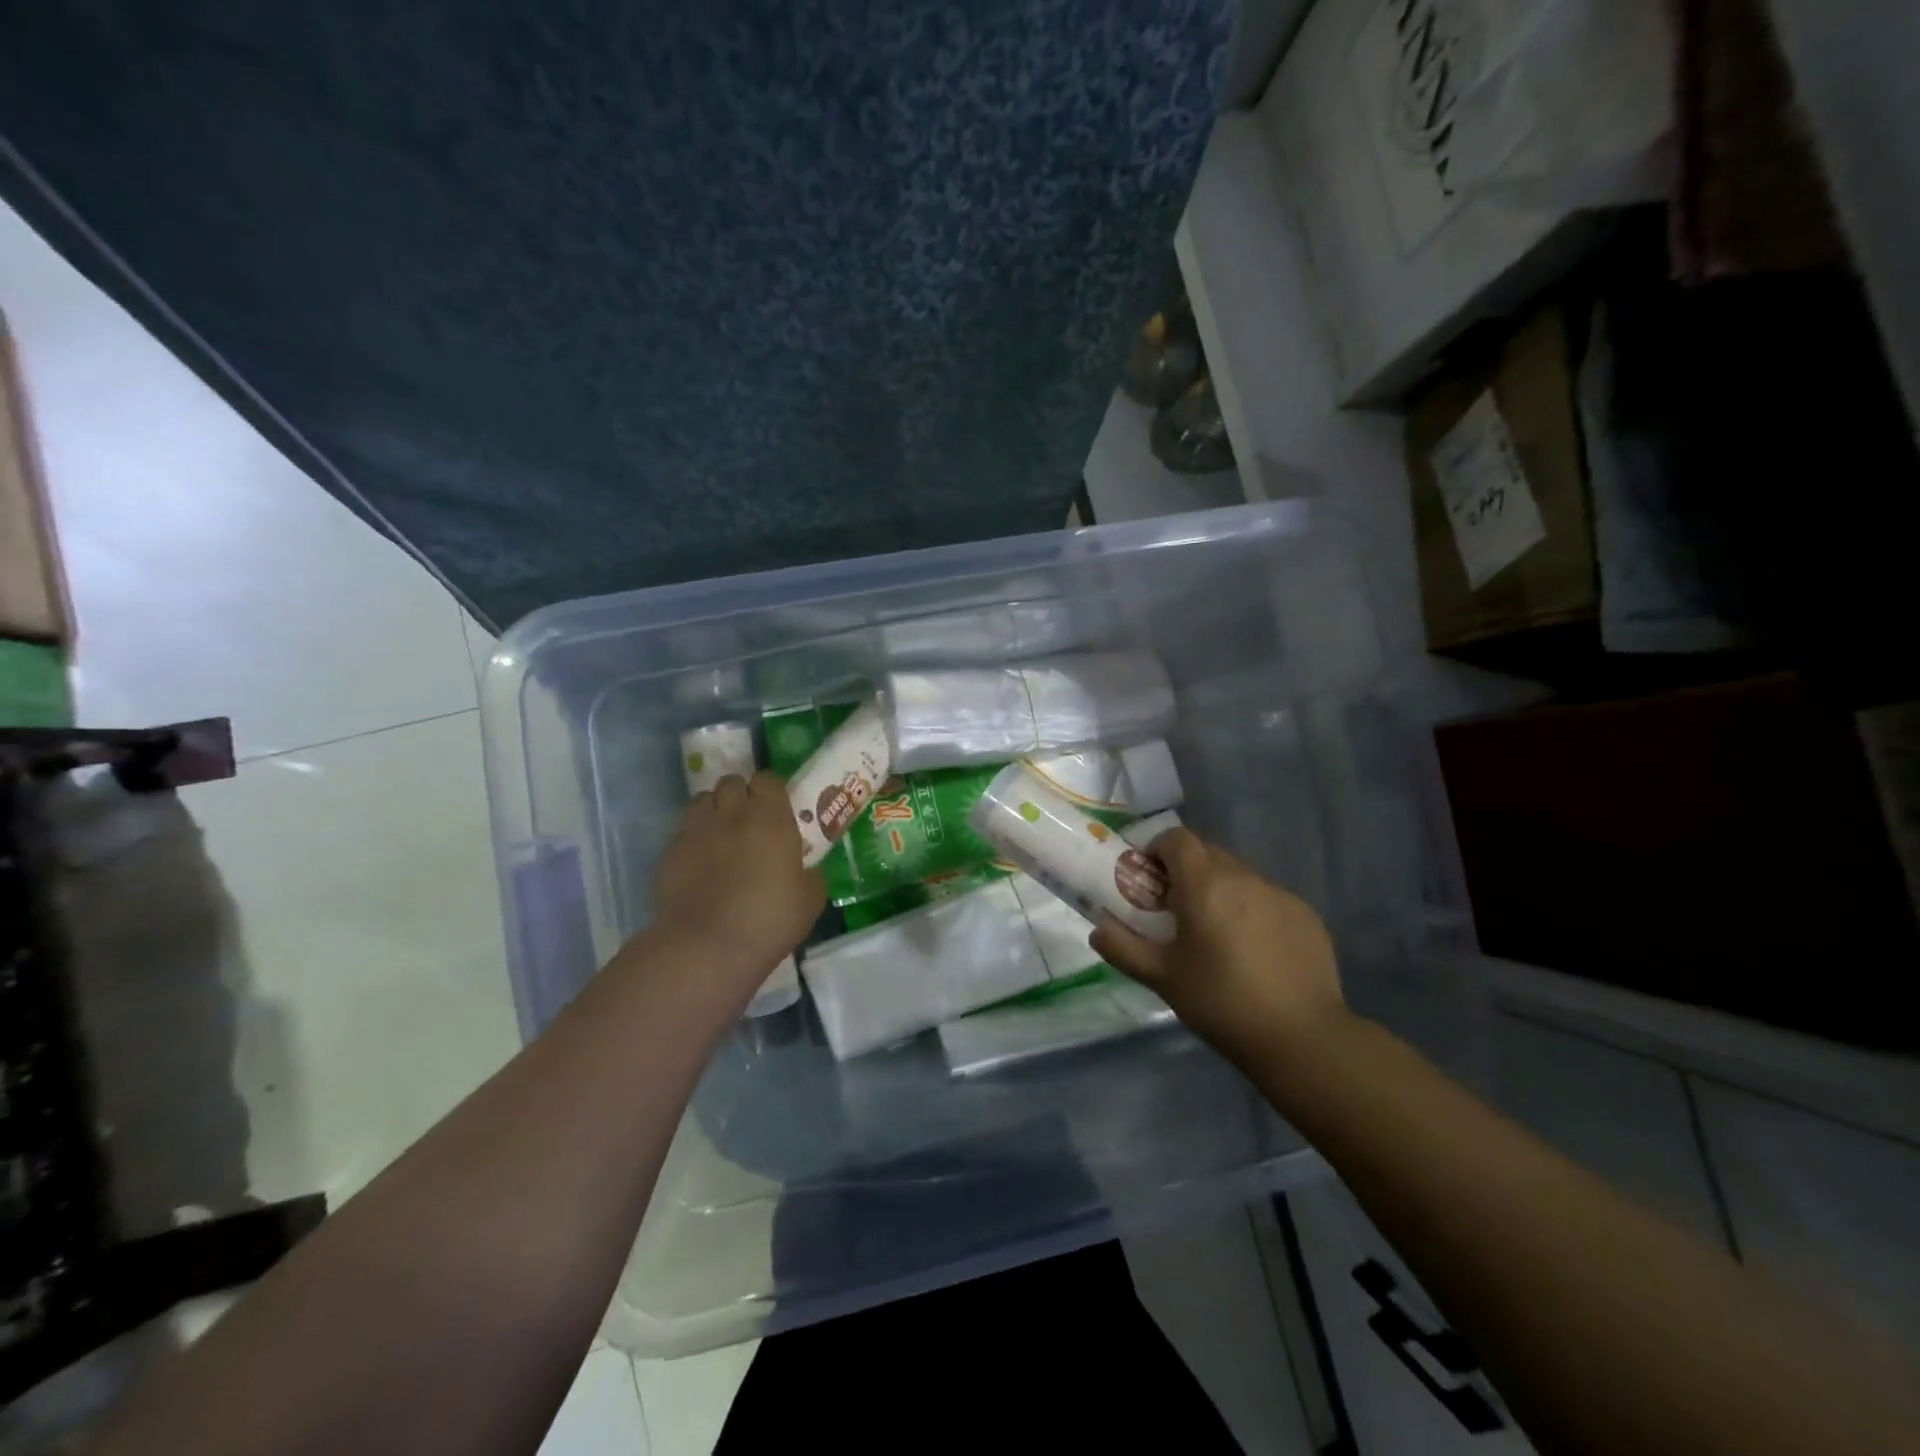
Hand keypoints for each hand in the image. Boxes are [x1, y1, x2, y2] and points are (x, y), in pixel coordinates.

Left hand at [652, 771, 824, 985]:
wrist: (706, 946)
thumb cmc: (767, 920)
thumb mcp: (810, 900)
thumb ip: (811, 875)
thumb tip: (807, 870)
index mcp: (770, 818)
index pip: (768, 779)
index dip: (772, 790)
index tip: (777, 808)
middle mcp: (732, 813)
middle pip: (732, 782)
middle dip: (741, 795)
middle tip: (750, 821)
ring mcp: (697, 830)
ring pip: (704, 800)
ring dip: (715, 810)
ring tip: (722, 835)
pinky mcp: (670, 851)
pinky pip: (685, 830)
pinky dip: (695, 837)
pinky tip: (701, 862)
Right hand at [1090, 827, 1346, 1063]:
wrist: (1302, 1038)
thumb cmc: (1221, 1003)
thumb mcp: (1162, 978)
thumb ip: (1123, 948)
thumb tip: (1098, 929)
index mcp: (1204, 885)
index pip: (1176, 839)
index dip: (1157, 850)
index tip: (1150, 880)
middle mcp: (1243, 877)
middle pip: (1207, 853)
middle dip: (1186, 872)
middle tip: (1177, 910)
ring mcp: (1279, 894)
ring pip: (1239, 875)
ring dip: (1220, 890)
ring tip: (1216, 934)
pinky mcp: (1305, 914)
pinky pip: (1267, 898)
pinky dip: (1252, 910)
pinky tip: (1253, 951)